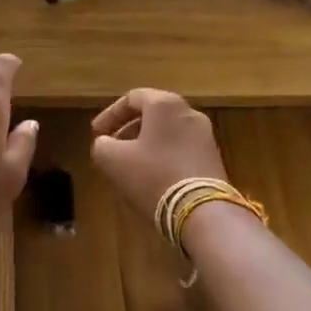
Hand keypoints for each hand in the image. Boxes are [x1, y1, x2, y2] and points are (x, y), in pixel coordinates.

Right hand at [89, 88, 227, 217]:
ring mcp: (205, 135)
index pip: (132, 98)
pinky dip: (164, 156)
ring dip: (146, 144)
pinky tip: (153, 177)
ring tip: (130, 165)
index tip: (96, 133)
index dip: (109, 115)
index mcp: (165, 104)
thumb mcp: (113, 161)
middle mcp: (189, 112)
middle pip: (153, 114)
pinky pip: (182, 149)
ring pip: (168, 132)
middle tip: (113, 147)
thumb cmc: (153, 176)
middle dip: (129, 129)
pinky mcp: (214, 158)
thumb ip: (102, 145)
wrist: (202, 212)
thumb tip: (105, 143)